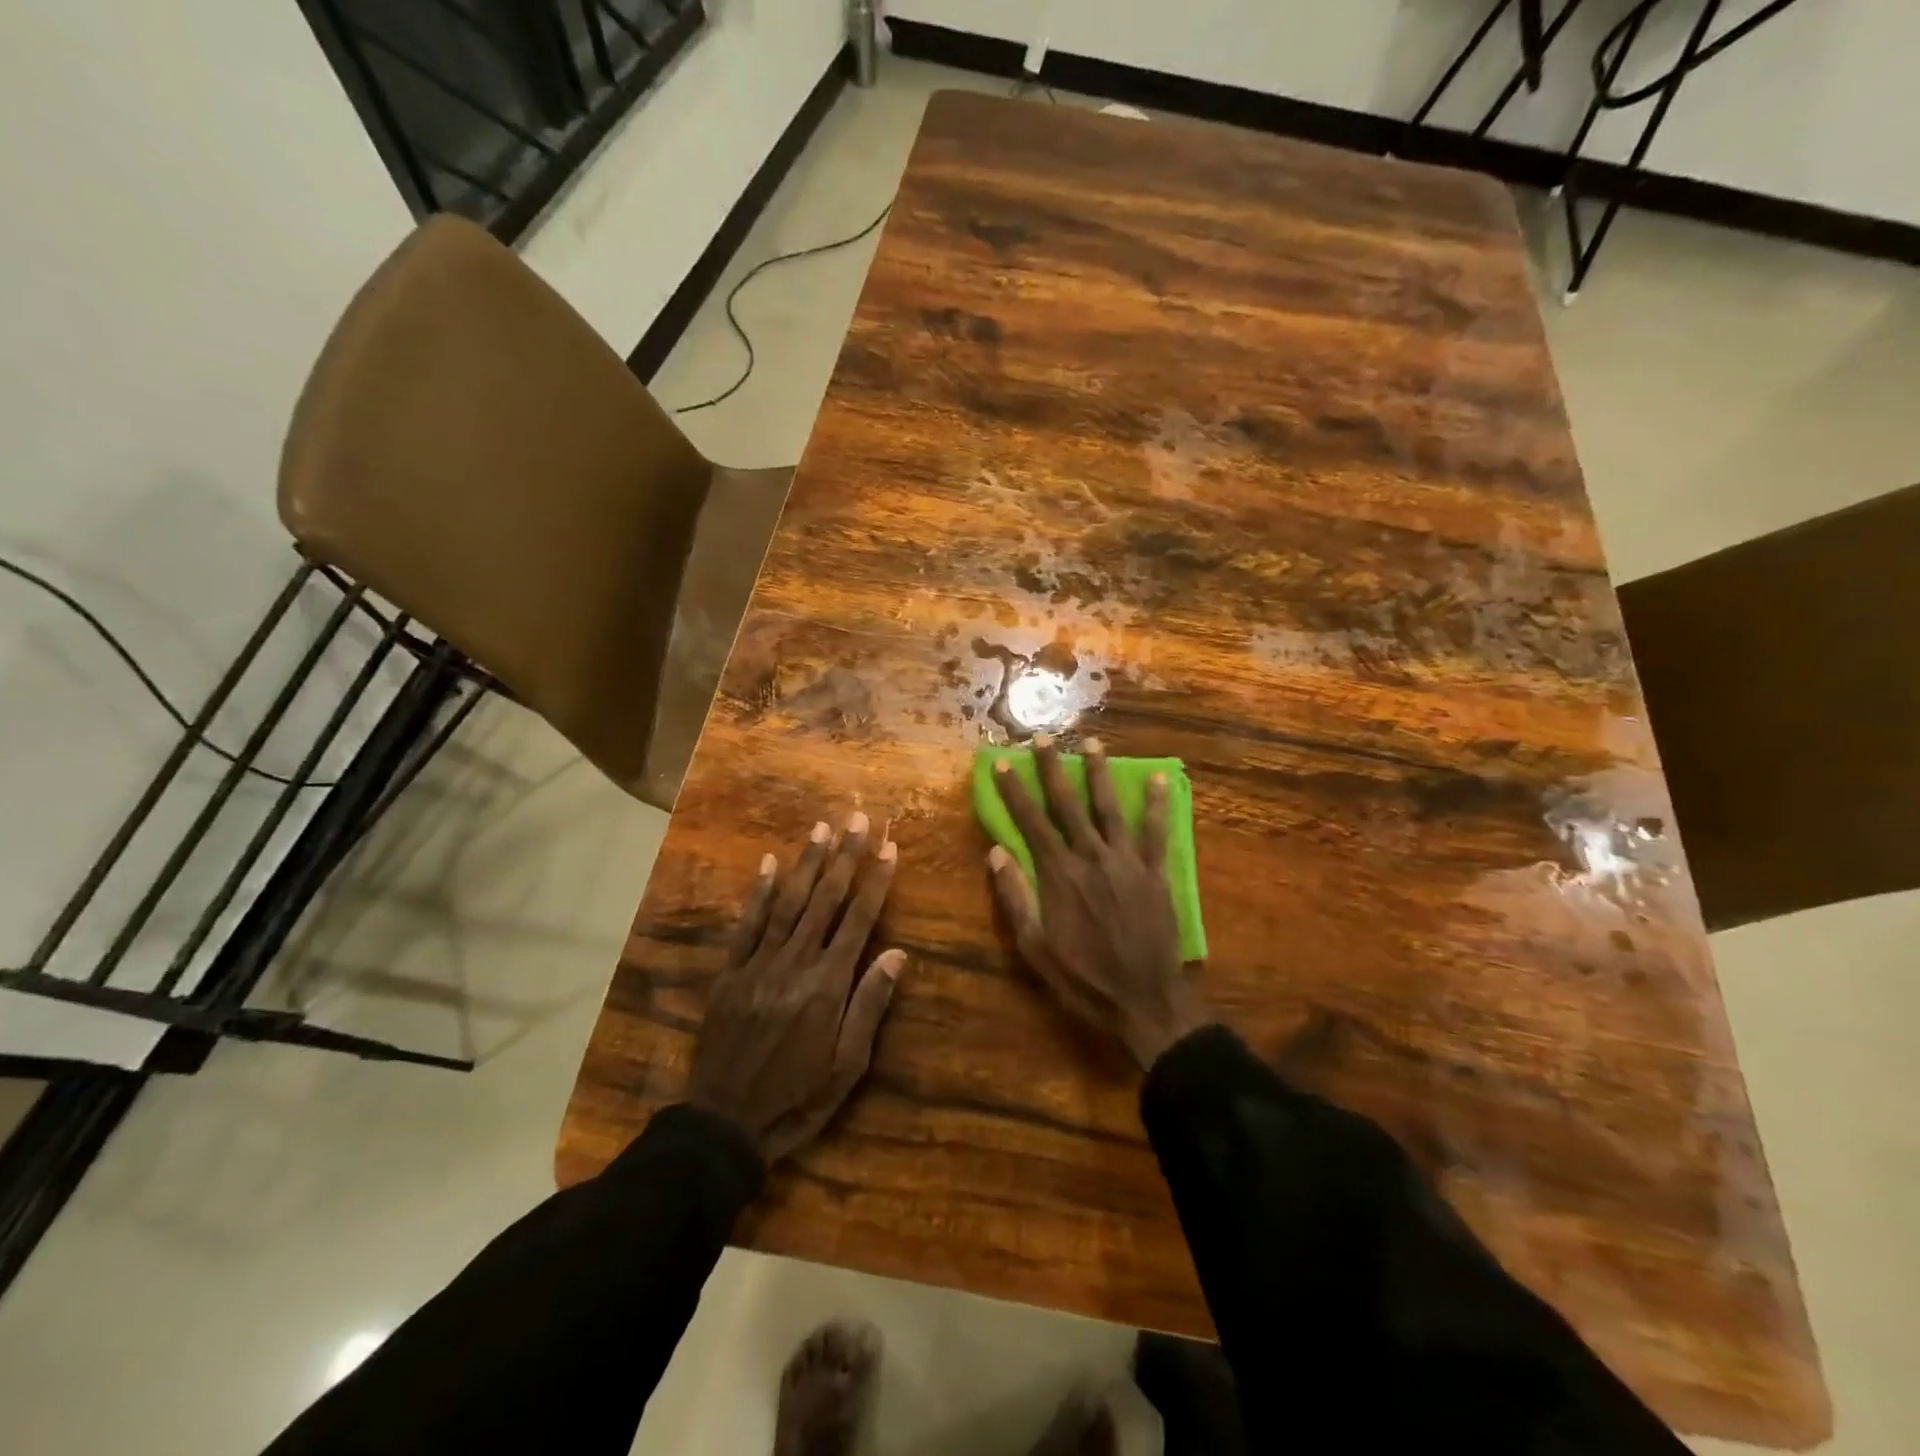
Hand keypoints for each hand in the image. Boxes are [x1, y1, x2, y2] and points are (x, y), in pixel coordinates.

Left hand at [687, 813, 904, 1162]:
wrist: (724, 1125)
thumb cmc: (797, 1099)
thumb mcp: (847, 1067)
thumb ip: (869, 1006)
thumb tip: (897, 954)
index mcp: (827, 986)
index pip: (858, 920)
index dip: (876, 881)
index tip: (888, 847)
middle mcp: (794, 964)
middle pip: (824, 901)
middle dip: (843, 857)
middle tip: (855, 819)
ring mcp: (758, 965)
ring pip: (787, 904)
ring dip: (806, 864)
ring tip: (821, 829)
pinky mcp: (729, 973)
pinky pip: (747, 925)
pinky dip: (760, 893)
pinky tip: (770, 864)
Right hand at [987, 737, 1213, 1068]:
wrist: (1144, 1001)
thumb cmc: (1082, 979)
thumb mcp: (1035, 948)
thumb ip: (1016, 898)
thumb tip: (996, 853)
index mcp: (1059, 874)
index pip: (1031, 822)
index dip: (1015, 791)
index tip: (1003, 763)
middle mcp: (1091, 857)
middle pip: (1068, 804)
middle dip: (1054, 769)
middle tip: (1045, 738)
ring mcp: (1127, 862)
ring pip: (1110, 808)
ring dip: (1100, 774)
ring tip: (1095, 743)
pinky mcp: (1155, 873)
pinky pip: (1157, 832)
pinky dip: (1159, 804)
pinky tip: (1161, 778)